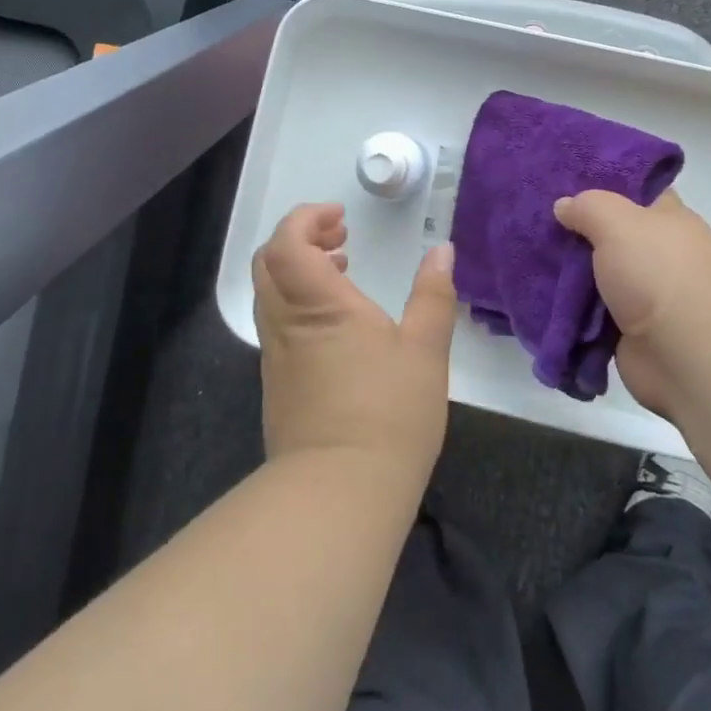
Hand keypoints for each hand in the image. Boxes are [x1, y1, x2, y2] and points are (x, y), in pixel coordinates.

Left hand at [252, 203, 458, 484]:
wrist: (338, 491)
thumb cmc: (388, 412)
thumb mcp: (425, 349)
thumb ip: (433, 294)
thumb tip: (442, 250)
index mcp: (317, 302)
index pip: (287, 241)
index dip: (306, 219)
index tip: (341, 218)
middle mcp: (285, 321)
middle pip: (268, 260)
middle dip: (300, 237)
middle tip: (340, 238)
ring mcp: (275, 353)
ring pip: (269, 291)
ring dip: (298, 269)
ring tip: (342, 270)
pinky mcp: (276, 382)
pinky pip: (276, 321)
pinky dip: (297, 301)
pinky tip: (335, 321)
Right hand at [553, 189, 710, 418]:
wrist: (690, 356)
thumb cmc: (660, 273)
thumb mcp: (619, 222)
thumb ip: (588, 207)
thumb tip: (564, 206)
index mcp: (667, 219)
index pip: (636, 190)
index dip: (603, 182)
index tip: (563, 178)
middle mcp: (657, 254)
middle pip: (609, 234)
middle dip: (574, 229)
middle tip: (532, 216)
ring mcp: (643, 294)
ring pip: (595, 274)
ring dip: (566, 271)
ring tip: (524, 253)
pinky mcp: (628, 330)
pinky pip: (589, 311)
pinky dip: (567, 307)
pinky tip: (535, 293)